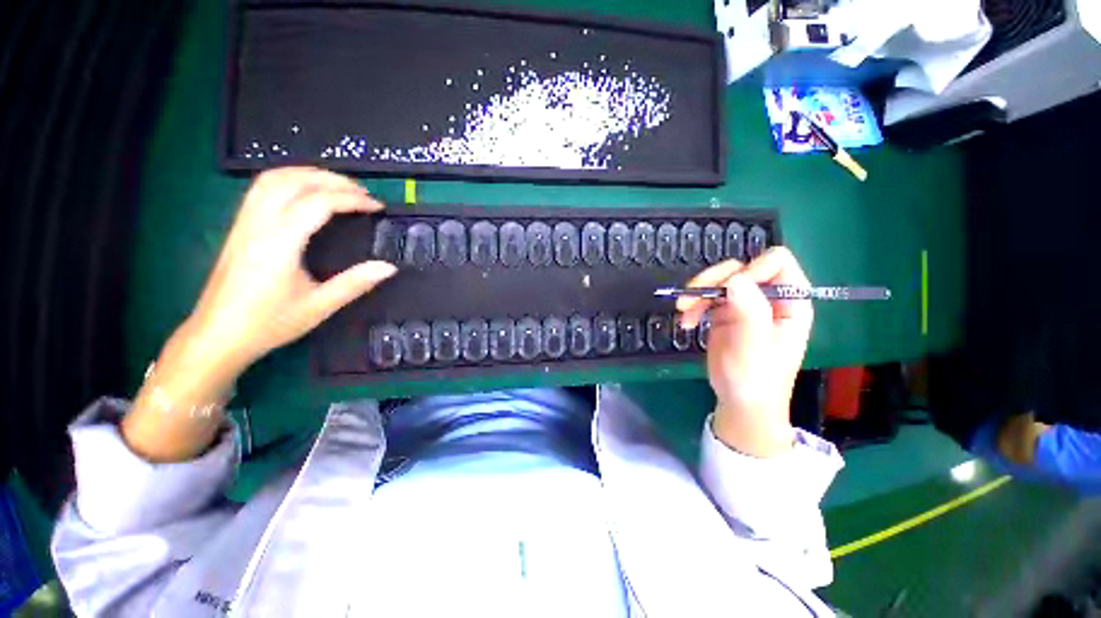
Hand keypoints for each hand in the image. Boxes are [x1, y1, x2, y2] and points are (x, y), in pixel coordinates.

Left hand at [188, 167, 395, 369]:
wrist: (217, 336)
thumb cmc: (268, 323)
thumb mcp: (318, 306)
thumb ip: (355, 283)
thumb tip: (389, 267)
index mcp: (279, 242)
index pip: (317, 203)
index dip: (351, 199)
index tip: (377, 206)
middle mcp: (258, 224)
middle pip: (293, 180)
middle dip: (332, 180)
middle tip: (362, 192)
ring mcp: (244, 223)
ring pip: (273, 179)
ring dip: (308, 174)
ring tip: (337, 186)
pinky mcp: (239, 228)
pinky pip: (262, 189)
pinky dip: (289, 181)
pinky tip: (305, 193)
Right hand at [678, 247, 813, 456]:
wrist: (740, 403)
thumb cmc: (755, 380)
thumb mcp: (754, 348)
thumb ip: (749, 313)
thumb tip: (735, 278)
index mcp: (789, 302)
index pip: (776, 262)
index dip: (751, 269)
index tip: (728, 290)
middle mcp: (767, 298)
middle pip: (739, 268)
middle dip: (713, 280)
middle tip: (690, 297)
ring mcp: (744, 305)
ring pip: (719, 280)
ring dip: (697, 293)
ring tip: (683, 311)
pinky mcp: (724, 314)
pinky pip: (706, 297)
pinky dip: (692, 306)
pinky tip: (686, 323)